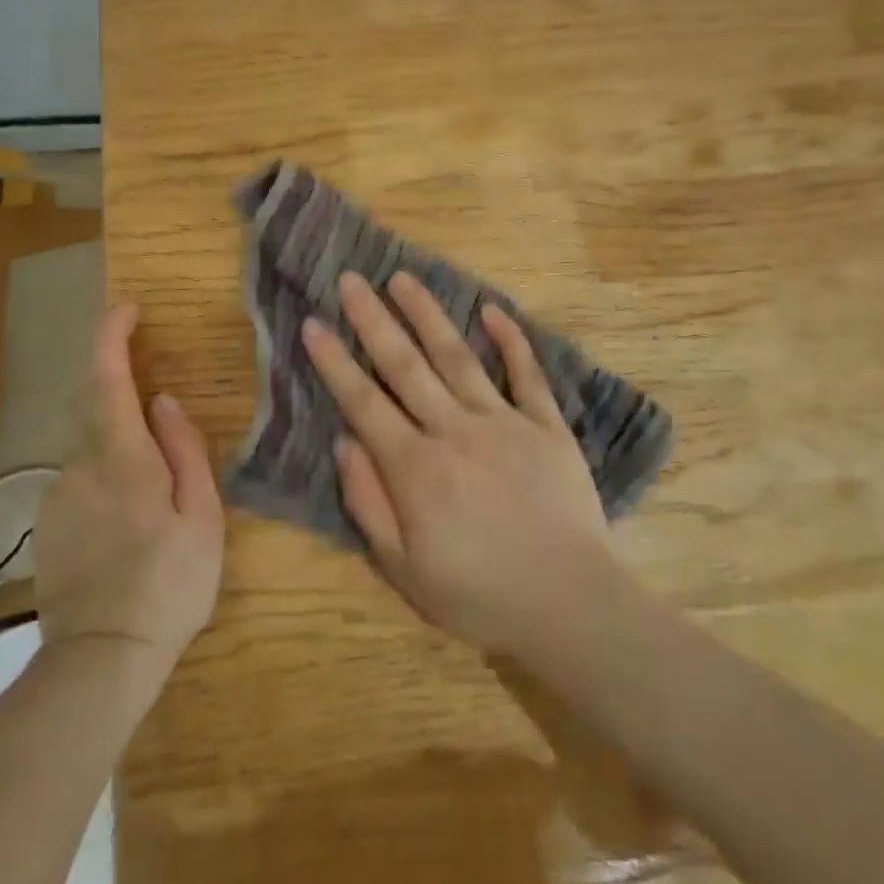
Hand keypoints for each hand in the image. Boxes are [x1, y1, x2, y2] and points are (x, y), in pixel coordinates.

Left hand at [34, 303, 223, 681]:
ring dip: (115, 432)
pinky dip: (105, 468)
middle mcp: (80, 466)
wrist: (99, 661)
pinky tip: (129, 511)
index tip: (126, 308)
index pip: (106, 378)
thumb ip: (184, 452)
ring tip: (153, 471)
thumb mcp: (201, 518)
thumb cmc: (168, 586)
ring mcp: (58, 495)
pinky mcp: (49, 523)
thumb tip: (165, 401)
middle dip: (115, 377)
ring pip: (87, 442)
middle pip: (91, 403)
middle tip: (153, 381)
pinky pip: (80, 475)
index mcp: (122, 459)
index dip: (111, 335)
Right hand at [300, 271, 614, 654]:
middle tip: (351, 280)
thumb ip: (369, 503)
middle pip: (405, 365)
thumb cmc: (479, 595)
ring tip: (404, 278)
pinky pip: (527, 374)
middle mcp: (454, 430)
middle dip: (374, 319)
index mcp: (415, 467)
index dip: (334, 361)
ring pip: (458, 357)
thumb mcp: (403, 569)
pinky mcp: (546, 426)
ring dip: (428, 315)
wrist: (570, 605)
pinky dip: (511, 340)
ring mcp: (504, 422)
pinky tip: (493, 310)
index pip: (363, 402)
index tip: (313, 323)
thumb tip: (346, 442)